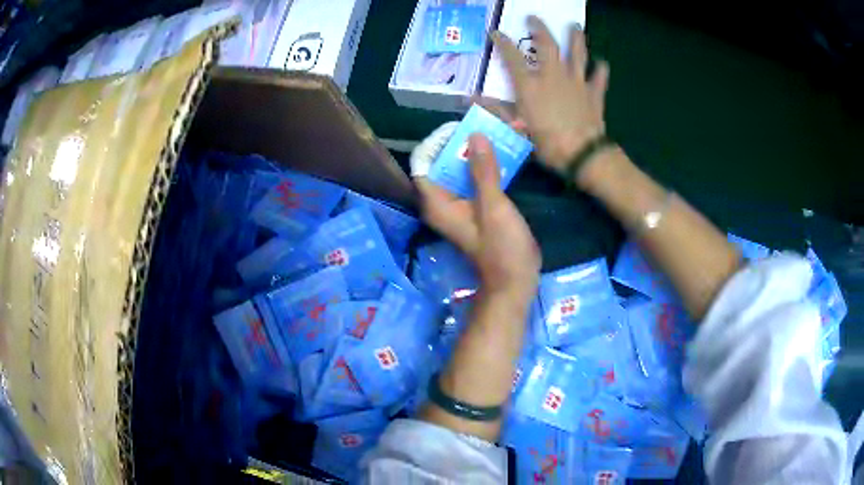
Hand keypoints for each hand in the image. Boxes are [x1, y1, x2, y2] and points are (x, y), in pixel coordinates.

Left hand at [415, 134, 540, 302]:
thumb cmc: (501, 247)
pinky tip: (512, 149)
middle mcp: (444, 200)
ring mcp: (462, 203)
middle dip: (467, 141)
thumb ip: (482, 171)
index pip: (423, 162)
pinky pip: (480, 177)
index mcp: (437, 201)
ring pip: (466, 168)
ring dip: (483, 150)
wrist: (515, 280)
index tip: (462, 128)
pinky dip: (493, 163)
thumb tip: (474, 136)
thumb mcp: (493, 206)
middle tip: (490, 123)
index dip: (438, 141)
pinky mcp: (479, 205)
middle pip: (446, 161)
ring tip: (507, 130)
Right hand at [491, 16, 609, 174]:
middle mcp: (553, 75)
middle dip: (539, 28)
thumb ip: (496, 110)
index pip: (512, 57)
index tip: (496, 32)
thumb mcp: (516, 130)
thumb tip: (471, 99)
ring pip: (577, 53)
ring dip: (576, 38)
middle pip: (547, 45)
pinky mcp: (594, 93)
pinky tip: (602, 63)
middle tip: (534, 18)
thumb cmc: (547, 144)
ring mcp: (576, 82)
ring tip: (575, 26)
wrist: (583, 154)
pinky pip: (599, 78)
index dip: (502, 43)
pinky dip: (601, 70)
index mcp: (530, 84)